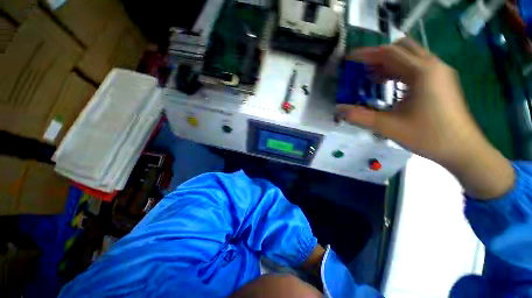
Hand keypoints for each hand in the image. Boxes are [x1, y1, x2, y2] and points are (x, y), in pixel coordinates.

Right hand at [337, 38, 514, 198]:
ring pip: (410, 57)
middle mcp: (433, 66)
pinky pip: (417, 67)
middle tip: (361, 69)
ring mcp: (439, 73)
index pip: (389, 53)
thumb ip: (359, 117)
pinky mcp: (441, 81)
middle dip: (378, 56)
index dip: (366, 54)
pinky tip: (389, 85)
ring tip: (371, 78)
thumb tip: (339, 110)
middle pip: (401, 49)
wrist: (462, 149)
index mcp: (422, 72)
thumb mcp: (388, 127)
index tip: (350, 59)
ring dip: (388, 64)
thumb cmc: (428, 136)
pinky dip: (399, 71)